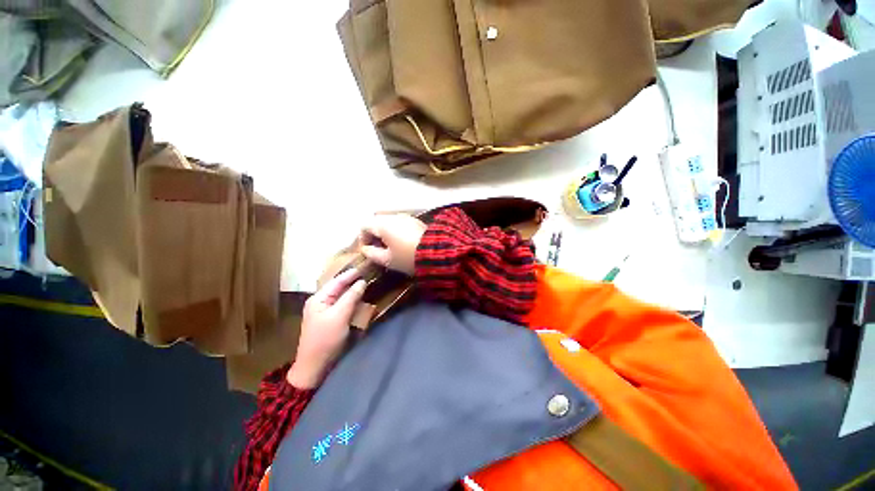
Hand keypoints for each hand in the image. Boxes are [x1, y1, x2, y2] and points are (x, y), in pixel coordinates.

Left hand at [287, 269, 366, 388]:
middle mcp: (321, 302)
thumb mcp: (339, 316)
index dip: (351, 273)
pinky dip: (352, 300)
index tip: (365, 265)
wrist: (315, 366)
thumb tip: (362, 281)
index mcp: (318, 299)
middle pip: (339, 287)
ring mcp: (325, 311)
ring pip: (342, 296)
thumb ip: (351, 297)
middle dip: (353, 280)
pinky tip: (361, 298)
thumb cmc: (326, 339)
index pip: (337, 281)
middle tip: (369, 272)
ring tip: (368, 282)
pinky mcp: (331, 319)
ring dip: (354, 290)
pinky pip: (343, 305)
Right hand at [359, 214, 426, 274]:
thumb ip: (372, 254)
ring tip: (390, 248)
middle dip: (374, 235)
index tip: (367, 250)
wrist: (436, 253)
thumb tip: (365, 249)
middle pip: (377, 222)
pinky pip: (400, 223)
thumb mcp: (388, 259)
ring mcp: (406, 217)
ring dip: (385, 233)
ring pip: (389, 222)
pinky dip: (396, 231)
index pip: (364, 226)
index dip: (363, 238)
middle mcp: (394, 217)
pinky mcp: (416, 221)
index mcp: (383, 224)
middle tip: (378, 249)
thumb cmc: (408, 257)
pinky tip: (402, 243)